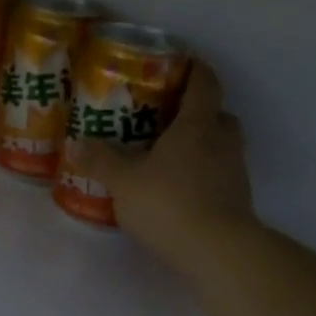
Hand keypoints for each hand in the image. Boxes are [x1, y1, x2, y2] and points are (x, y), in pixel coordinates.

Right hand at [78, 61, 255, 268]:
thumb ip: (101, 161)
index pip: (205, 83)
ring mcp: (235, 172)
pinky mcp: (238, 200)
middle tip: (168, 117)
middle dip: (198, 111)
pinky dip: (204, 174)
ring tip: (170, 156)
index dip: (195, 69)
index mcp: (197, 125)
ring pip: (222, 145)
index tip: (181, 63)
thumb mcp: (124, 182)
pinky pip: (221, 174)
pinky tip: (180, 190)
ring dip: (202, 144)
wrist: (219, 252)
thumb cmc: (170, 203)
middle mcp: (223, 141)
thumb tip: (76, 142)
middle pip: (219, 113)